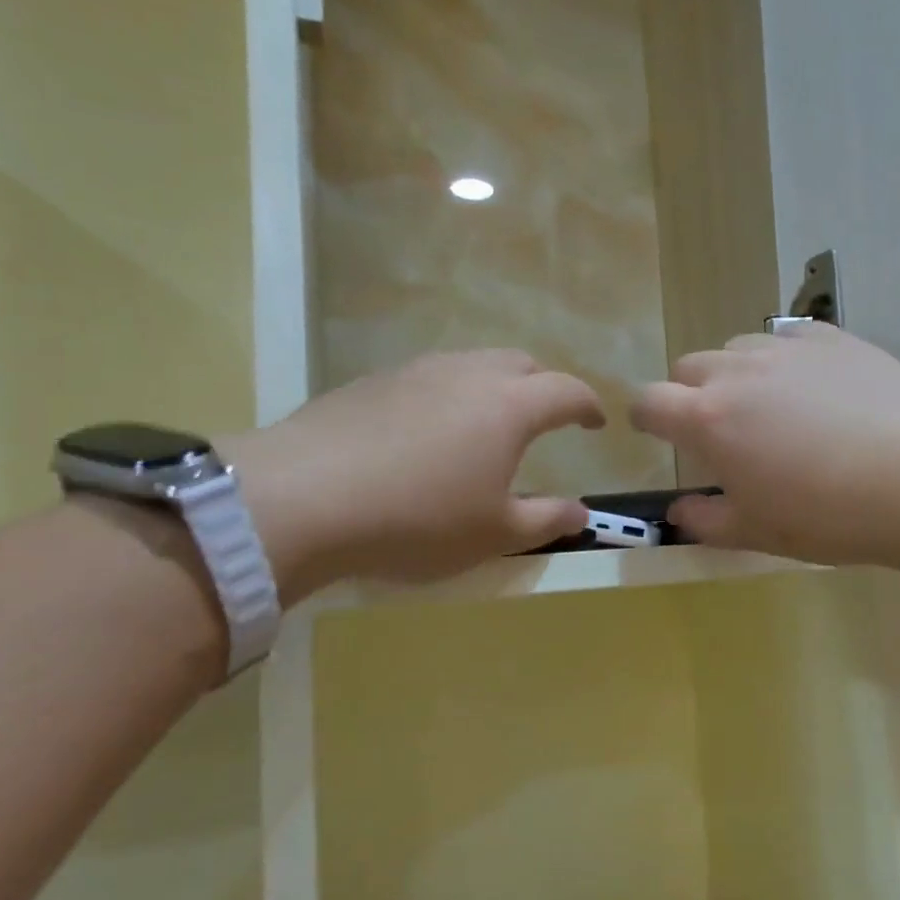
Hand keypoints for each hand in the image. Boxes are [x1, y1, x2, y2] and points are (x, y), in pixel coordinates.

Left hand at [225, 351, 603, 599]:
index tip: (596, 423)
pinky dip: (447, 396)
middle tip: (544, 420)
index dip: (589, 405)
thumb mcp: (494, 535)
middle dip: (542, 387)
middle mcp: (468, 374)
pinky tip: (426, 433)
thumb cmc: (419, 520)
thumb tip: (581, 512)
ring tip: (485, 425)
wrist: (303, 499)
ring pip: (471, 364)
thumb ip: (546, 520)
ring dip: (492, 387)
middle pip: (520, 364)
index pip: (567, 391)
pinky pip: (428, 377)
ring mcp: (416, 371)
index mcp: (510, 406)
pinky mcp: (372, 381)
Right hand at [631, 325, 899, 565]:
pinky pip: (788, 336)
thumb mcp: (757, 532)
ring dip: (736, 372)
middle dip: (689, 394)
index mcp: (708, 419)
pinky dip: (783, 357)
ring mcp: (787, 348)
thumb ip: (706, 520)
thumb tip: (679, 511)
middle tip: (719, 431)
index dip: (645, 417)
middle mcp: (738, 371)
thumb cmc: (827, 514)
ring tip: (769, 406)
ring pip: (738, 347)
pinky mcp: (833, 338)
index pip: (649, 402)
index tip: (655, 432)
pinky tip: (812, 385)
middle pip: (689, 367)